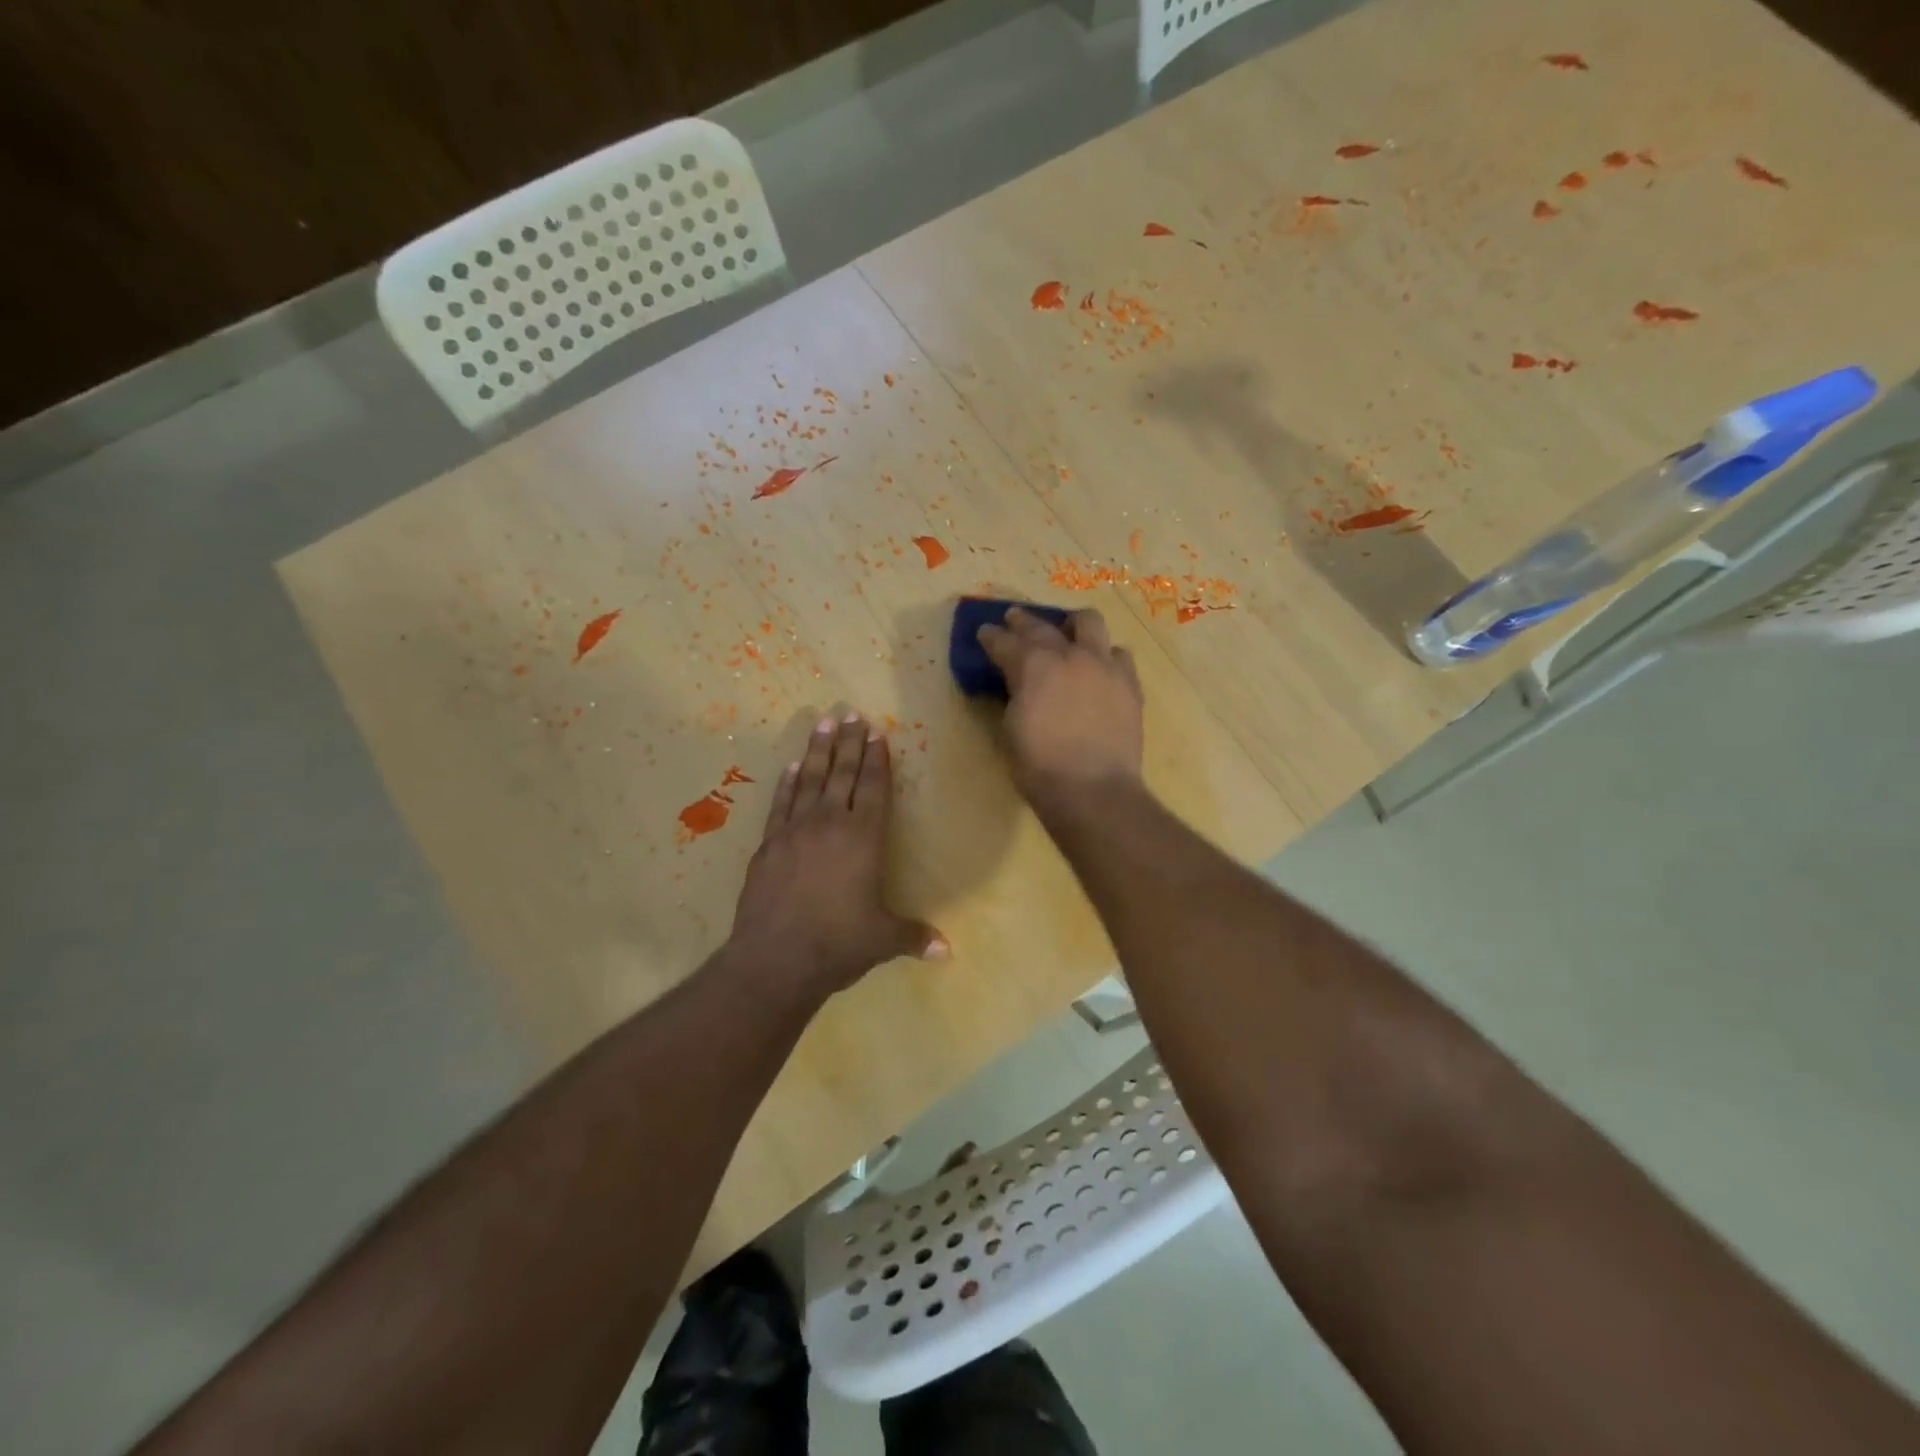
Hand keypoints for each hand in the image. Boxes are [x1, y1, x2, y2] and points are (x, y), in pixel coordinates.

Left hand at [729, 713, 947, 995]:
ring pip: (810, 780)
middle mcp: (829, 825)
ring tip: (824, 723)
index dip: (876, 760)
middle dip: (849, 742)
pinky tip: (792, 766)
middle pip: (842, 774)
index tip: (876, 733)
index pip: (872, 789)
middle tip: (851, 713)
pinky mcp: (768, 845)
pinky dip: (788, 783)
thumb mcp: (882, 940)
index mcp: (863, 839)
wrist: (774, 960)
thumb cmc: (837, 944)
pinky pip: (781, 804)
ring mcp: (794, 831)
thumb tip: (947, 951)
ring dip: (818, 750)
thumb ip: (914, 936)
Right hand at [977, 608, 1144, 807]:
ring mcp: (1103, 665)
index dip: (991, 636)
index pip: (1004, 641)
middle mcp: (1069, 655)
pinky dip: (1105, 656)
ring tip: (1067, 635)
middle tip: (1014, 622)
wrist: (1093, 791)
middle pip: (1042, 625)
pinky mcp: (1129, 683)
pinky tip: (1099, 669)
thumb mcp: (1010, 729)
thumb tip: (1017, 687)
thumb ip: (1013, 696)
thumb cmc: (1039, 767)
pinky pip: (1118, 655)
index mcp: (1032, 666)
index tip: (984, 632)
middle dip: (1023, 622)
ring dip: (1073, 626)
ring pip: (1090, 622)